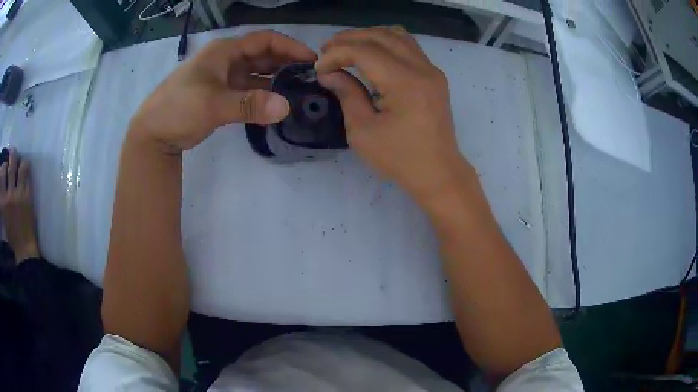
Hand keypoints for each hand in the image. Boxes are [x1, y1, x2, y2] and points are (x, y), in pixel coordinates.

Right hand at [0, 148, 38, 263]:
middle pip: (10, 164)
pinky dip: (26, 169)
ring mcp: (18, 195)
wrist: (23, 250)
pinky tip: (25, 171)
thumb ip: (2, 196)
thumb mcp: (3, 215)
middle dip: (11, 155)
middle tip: (12, 154)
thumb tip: (2, 177)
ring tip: (19, 162)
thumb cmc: (11, 235)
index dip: (4, 165)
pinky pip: (27, 175)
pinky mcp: (27, 197)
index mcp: (2, 201)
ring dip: (19, 160)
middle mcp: (8, 195)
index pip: (1, 172)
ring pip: (19, 166)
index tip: (5, 165)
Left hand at [131, 30, 316, 151]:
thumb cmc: (178, 109)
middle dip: (287, 62)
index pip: (264, 40)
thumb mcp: (212, 104)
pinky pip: (248, 89)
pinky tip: (277, 103)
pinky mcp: (221, 95)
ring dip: (277, 79)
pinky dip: (263, 94)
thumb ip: (249, 104)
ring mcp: (223, 78)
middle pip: (263, 54)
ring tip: (300, 90)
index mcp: (224, 51)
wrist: (152, 134)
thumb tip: (287, 107)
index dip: (289, 46)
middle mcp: (226, 60)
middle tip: (310, 77)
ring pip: (257, 72)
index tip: (312, 60)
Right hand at [316, 27, 467, 201]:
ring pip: (396, 35)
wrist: (437, 172)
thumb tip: (328, 73)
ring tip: (345, 47)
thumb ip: (346, 94)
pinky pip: (408, 46)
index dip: (336, 54)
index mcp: (405, 83)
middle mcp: (422, 68)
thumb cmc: (399, 158)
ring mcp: (432, 70)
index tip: (319, 68)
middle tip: (326, 51)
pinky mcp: (434, 75)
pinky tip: (370, 52)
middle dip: (348, 39)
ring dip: (367, 36)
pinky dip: (385, 42)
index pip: (365, 51)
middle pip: (381, 36)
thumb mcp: (363, 131)